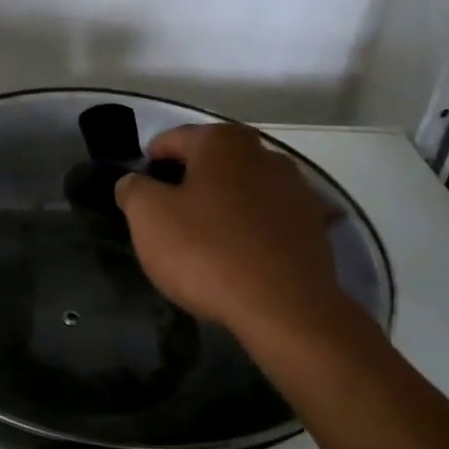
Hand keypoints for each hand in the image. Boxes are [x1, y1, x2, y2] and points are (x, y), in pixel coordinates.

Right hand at [115, 124, 356, 354]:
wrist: (285, 309)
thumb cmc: (207, 251)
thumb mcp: (148, 217)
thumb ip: (133, 190)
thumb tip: (135, 183)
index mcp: (222, 141)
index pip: (171, 140)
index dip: (149, 165)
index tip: (138, 195)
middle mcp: (264, 153)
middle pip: (211, 163)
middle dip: (188, 184)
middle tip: (168, 221)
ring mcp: (296, 189)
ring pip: (243, 190)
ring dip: (223, 206)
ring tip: (205, 243)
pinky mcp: (315, 226)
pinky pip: (269, 220)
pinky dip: (252, 230)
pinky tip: (241, 257)